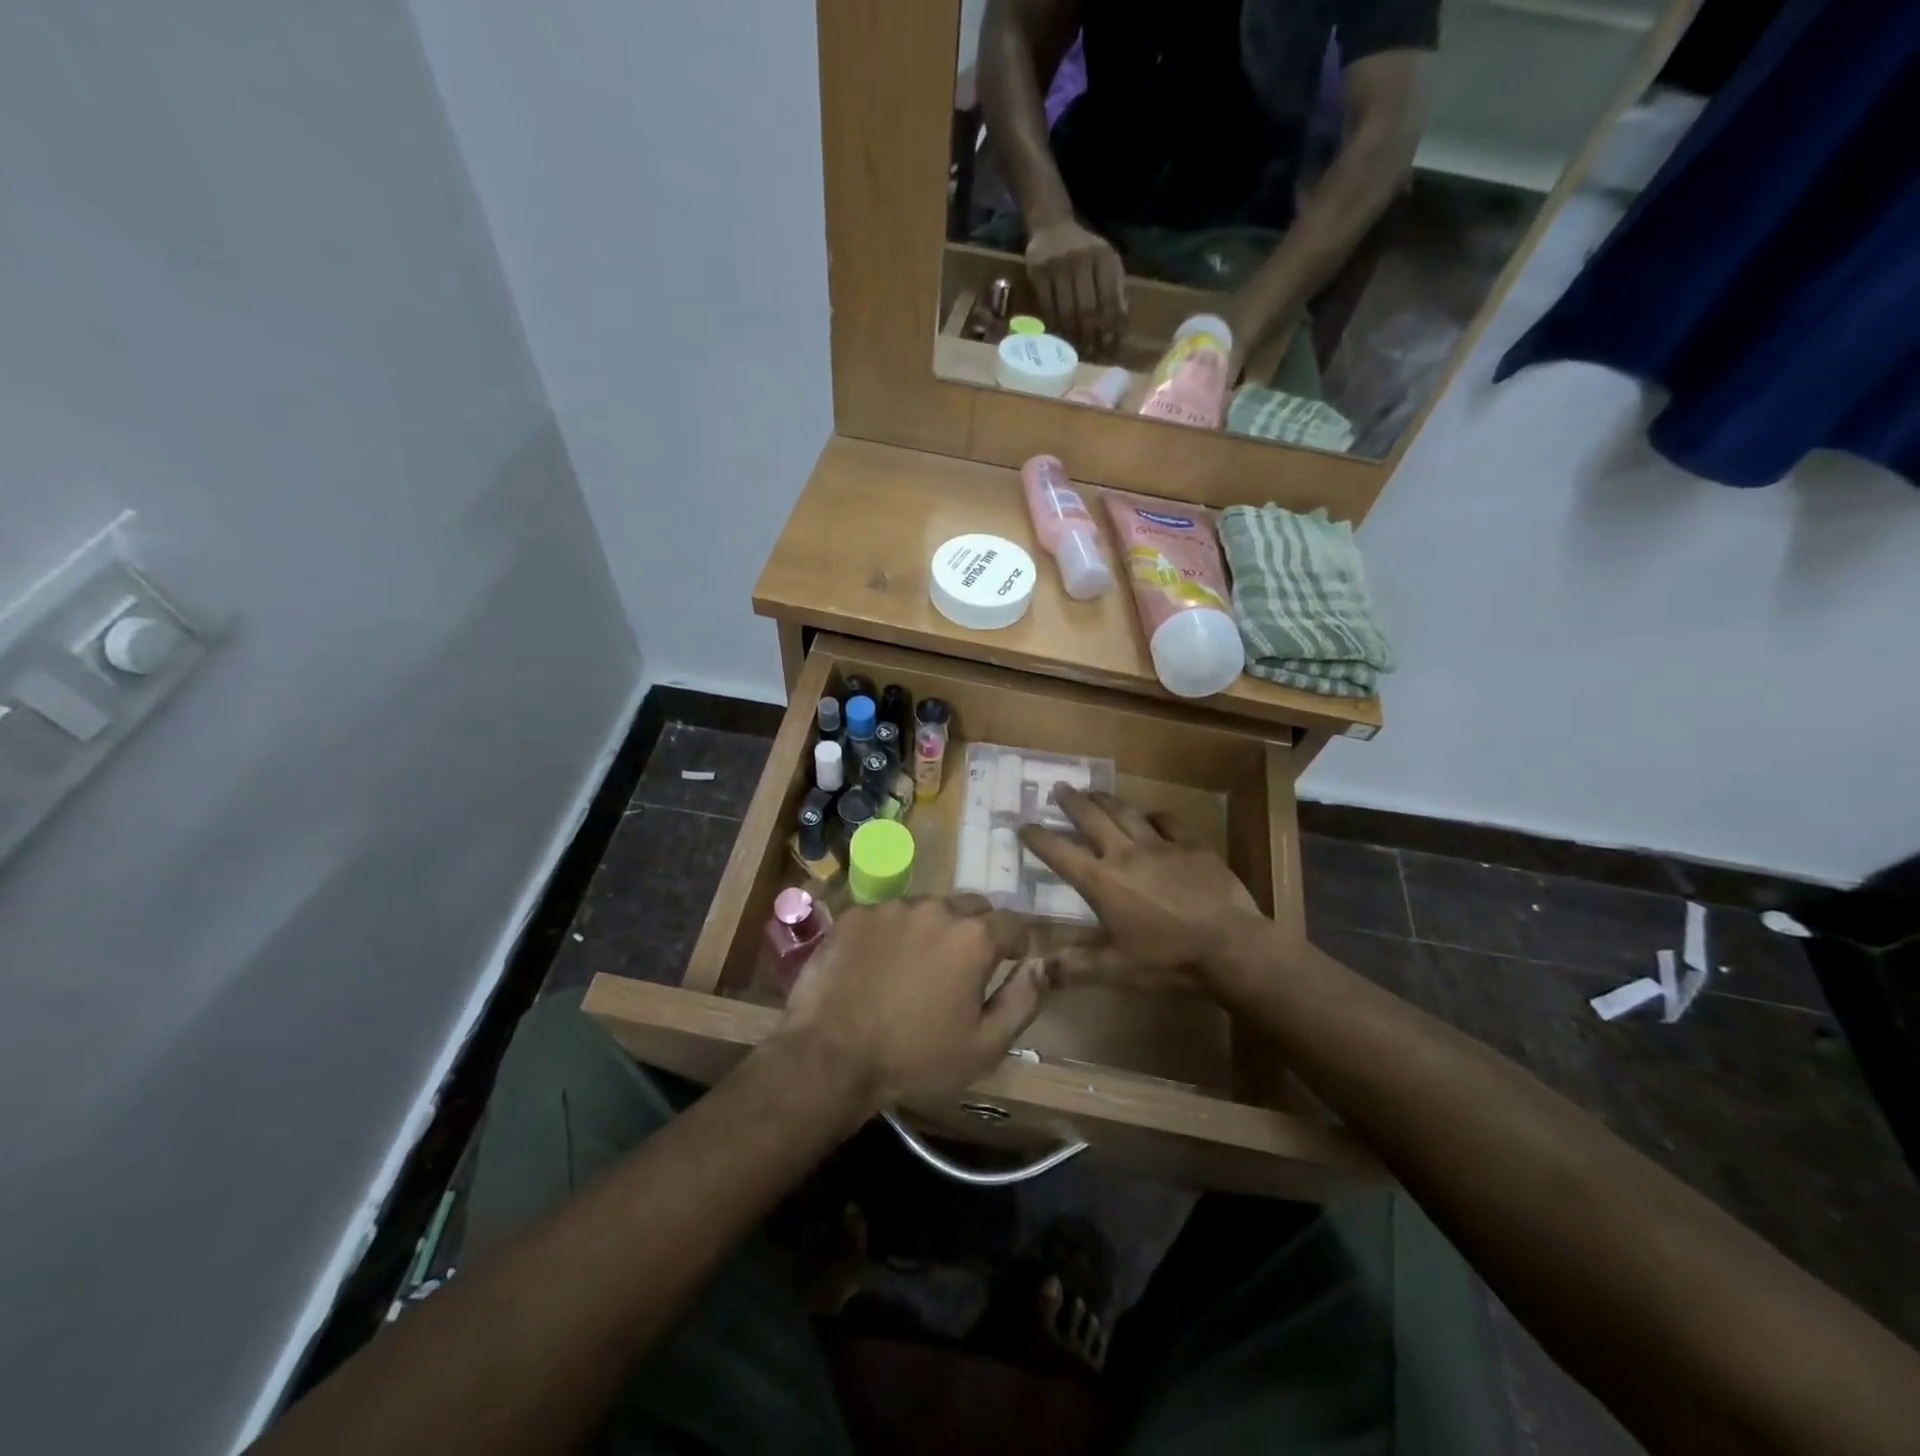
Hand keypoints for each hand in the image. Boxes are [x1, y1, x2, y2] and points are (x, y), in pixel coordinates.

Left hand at [779, 896, 1045, 1116]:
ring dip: (932, 930)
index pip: (1013, 923)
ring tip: (915, 968)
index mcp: (974, 937)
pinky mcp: (855, 914)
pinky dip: (891, 933)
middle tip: (962, 968)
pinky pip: (886, 915)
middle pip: (970, 908)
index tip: (1010, 962)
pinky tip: (877, 965)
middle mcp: (936, 908)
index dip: (1017, 943)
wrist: (831, 1057)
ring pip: (927, 909)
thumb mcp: (985, 1045)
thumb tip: (1042, 965)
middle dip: (976, 931)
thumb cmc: (916, 1058)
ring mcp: (891, 907)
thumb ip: (1023, 999)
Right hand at [1019, 788, 1269, 994]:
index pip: (1060, 853)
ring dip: (1106, 799)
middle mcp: (1125, 854)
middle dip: (1071, 802)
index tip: (1024, 825)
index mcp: (1102, 882)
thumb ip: (1074, 968)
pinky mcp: (1192, 845)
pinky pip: (1168, 821)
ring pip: (1126, 813)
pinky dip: (1155, 816)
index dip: (1038, 838)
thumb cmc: (1168, 960)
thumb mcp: (1116, 970)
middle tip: (1059, 787)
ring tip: (1094, 791)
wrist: (1231, 947)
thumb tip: (1034, 972)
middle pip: (1092, 818)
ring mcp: (1161, 845)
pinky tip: (1151, 815)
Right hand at [1025, 220, 1126, 350]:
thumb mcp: (1106, 261)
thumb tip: (1121, 325)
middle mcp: (1081, 258)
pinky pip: (1048, 308)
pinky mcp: (1038, 273)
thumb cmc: (1084, 249)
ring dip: (1073, 335)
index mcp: (1103, 256)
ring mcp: (1057, 265)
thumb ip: (1116, 288)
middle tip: (1093, 353)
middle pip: (1088, 308)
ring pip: (1067, 311)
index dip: (1111, 325)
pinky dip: (1055, 326)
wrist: (1051, 226)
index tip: (1112, 346)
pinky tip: (1060, 337)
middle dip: (1092, 335)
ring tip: (1078, 350)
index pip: (1110, 298)